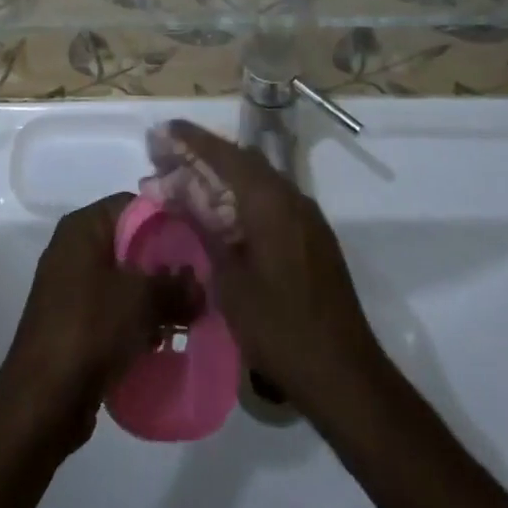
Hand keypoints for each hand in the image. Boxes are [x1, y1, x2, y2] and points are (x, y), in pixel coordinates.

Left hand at [0, 194, 197, 451]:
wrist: (42, 400)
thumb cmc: (90, 329)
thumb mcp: (141, 300)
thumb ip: (175, 287)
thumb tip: (200, 287)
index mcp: (83, 228)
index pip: (133, 206)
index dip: (168, 220)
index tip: (198, 241)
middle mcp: (73, 249)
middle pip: (129, 243)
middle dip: (164, 264)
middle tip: (199, 283)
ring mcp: (70, 288)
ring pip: (123, 280)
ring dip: (153, 296)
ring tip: (188, 315)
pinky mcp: (73, 323)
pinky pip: (112, 309)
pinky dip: (136, 320)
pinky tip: (162, 339)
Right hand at [163, 121, 382, 413]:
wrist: (344, 376)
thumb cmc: (279, 329)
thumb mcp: (230, 280)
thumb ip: (205, 227)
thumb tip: (179, 191)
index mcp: (270, 200)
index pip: (224, 154)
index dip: (191, 140)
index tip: (162, 131)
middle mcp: (291, 196)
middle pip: (241, 161)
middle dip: (202, 156)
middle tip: (166, 159)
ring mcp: (306, 216)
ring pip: (256, 179)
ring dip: (221, 176)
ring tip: (185, 183)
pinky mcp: (312, 236)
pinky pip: (270, 199)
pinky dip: (241, 196)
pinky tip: (220, 212)